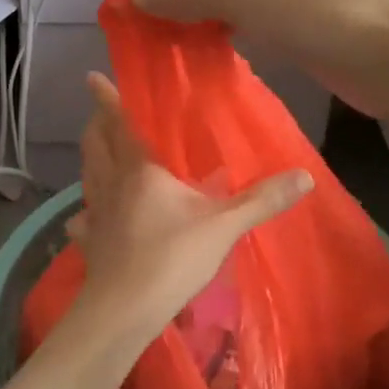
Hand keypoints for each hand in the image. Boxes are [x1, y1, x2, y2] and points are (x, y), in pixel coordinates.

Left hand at [68, 74, 310, 332]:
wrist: (124, 311)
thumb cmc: (171, 258)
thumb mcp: (223, 226)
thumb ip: (262, 200)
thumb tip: (306, 175)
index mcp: (139, 169)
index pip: (119, 124)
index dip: (106, 99)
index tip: (93, 77)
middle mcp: (110, 184)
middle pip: (95, 145)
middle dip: (96, 125)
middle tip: (100, 113)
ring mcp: (96, 214)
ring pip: (87, 175)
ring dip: (91, 159)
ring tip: (99, 153)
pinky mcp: (90, 242)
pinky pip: (83, 219)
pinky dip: (85, 211)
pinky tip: (89, 217)